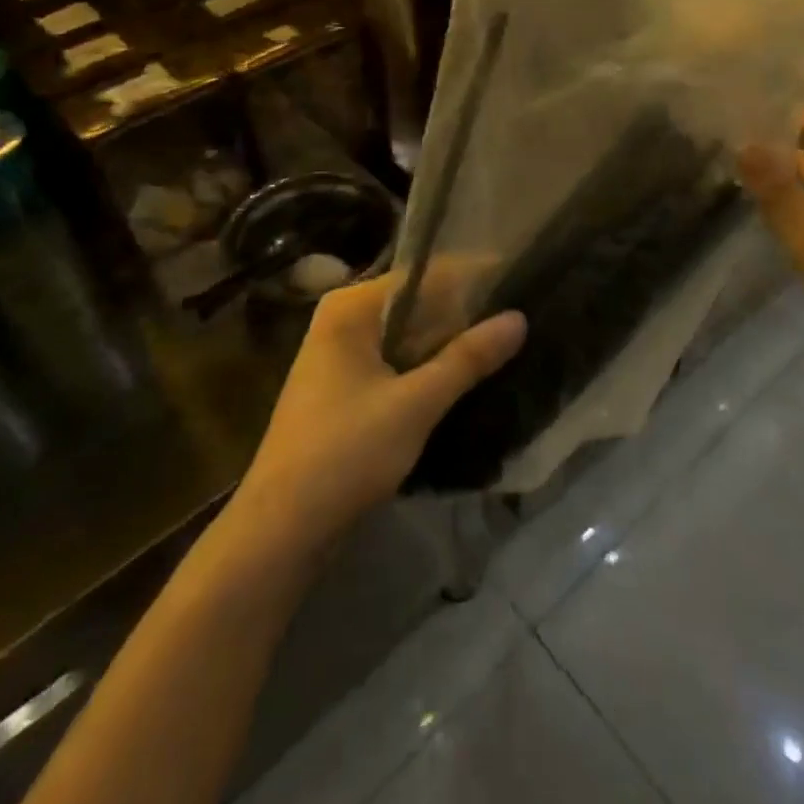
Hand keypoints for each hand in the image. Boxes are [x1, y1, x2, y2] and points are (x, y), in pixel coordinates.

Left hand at [236, 277, 526, 551]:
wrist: (282, 529)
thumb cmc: (346, 453)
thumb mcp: (415, 404)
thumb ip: (468, 358)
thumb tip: (520, 318)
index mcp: (351, 308)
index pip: (424, 274)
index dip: (473, 276)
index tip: (520, 278)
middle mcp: (344, 320)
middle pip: (417, 302)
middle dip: (465, 311)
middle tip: (522, 311)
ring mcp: (342, 355)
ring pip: (409, 335)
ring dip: (450, 341)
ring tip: (508, 338)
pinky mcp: (347, 388)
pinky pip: (398, 361)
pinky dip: (430, 365)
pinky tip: (469, 373)